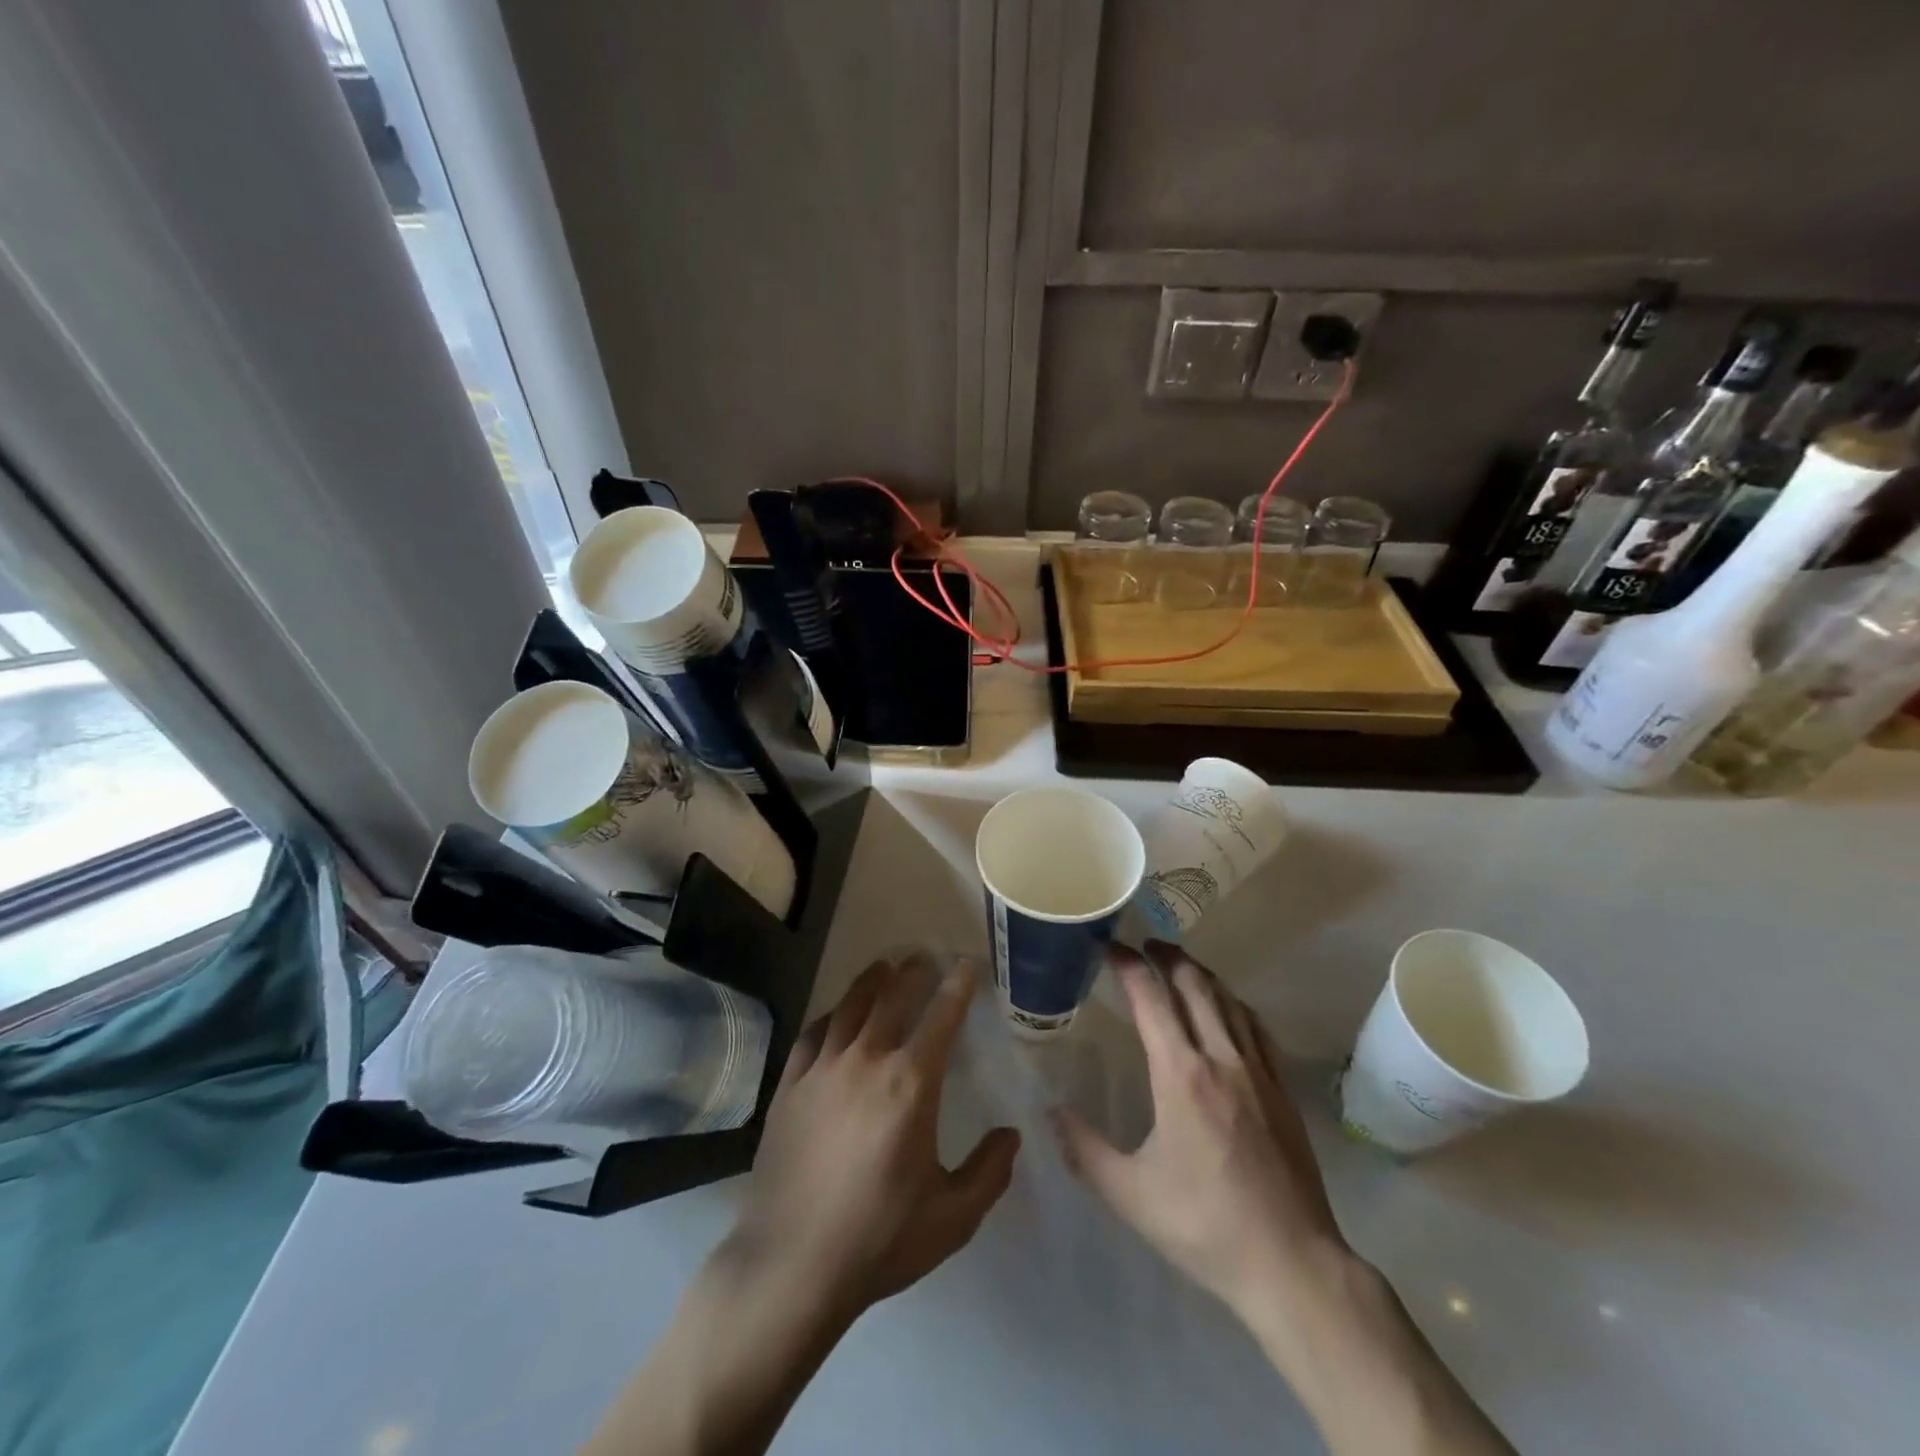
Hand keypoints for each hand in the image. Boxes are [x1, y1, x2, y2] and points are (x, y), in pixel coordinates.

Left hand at [725, 953, 1021, 1322]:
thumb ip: (989, 1172)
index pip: (941, 1017)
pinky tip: (837, 1015)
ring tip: (885, 966)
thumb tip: (1011, 1135)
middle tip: (925, 955)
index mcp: (910, 1084)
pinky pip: (813, 1033)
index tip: (966, 965)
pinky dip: (831, 1015)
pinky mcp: (789, 1086)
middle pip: (893, 996)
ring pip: (850, 1005)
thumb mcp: (952, 1217)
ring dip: (872, 980)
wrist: (792, 1266)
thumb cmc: (880, 1240)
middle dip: (914, 970)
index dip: (957, 985)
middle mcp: (866, 1061)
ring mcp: (822, 1070)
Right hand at [1050, 940, 1344, 1313]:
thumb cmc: (1204, 1225)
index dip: (1129, 966)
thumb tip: (1050, 1111)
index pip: (1152, 1000)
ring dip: (1201, 974)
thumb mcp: (1130, 1194)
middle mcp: (1221, 1059)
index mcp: (1181, 1075)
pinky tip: (1228, 1009)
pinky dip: (1234, 1004)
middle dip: (1167, 958)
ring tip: (1180, 965)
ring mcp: (1259, 1072)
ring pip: (1228, 1001)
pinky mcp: (1282, 1091)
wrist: (1292, 1264)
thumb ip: (1084, 1149)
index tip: (1110, 947)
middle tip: (1144, 946)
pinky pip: (1256, 1028)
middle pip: (1195, 986)